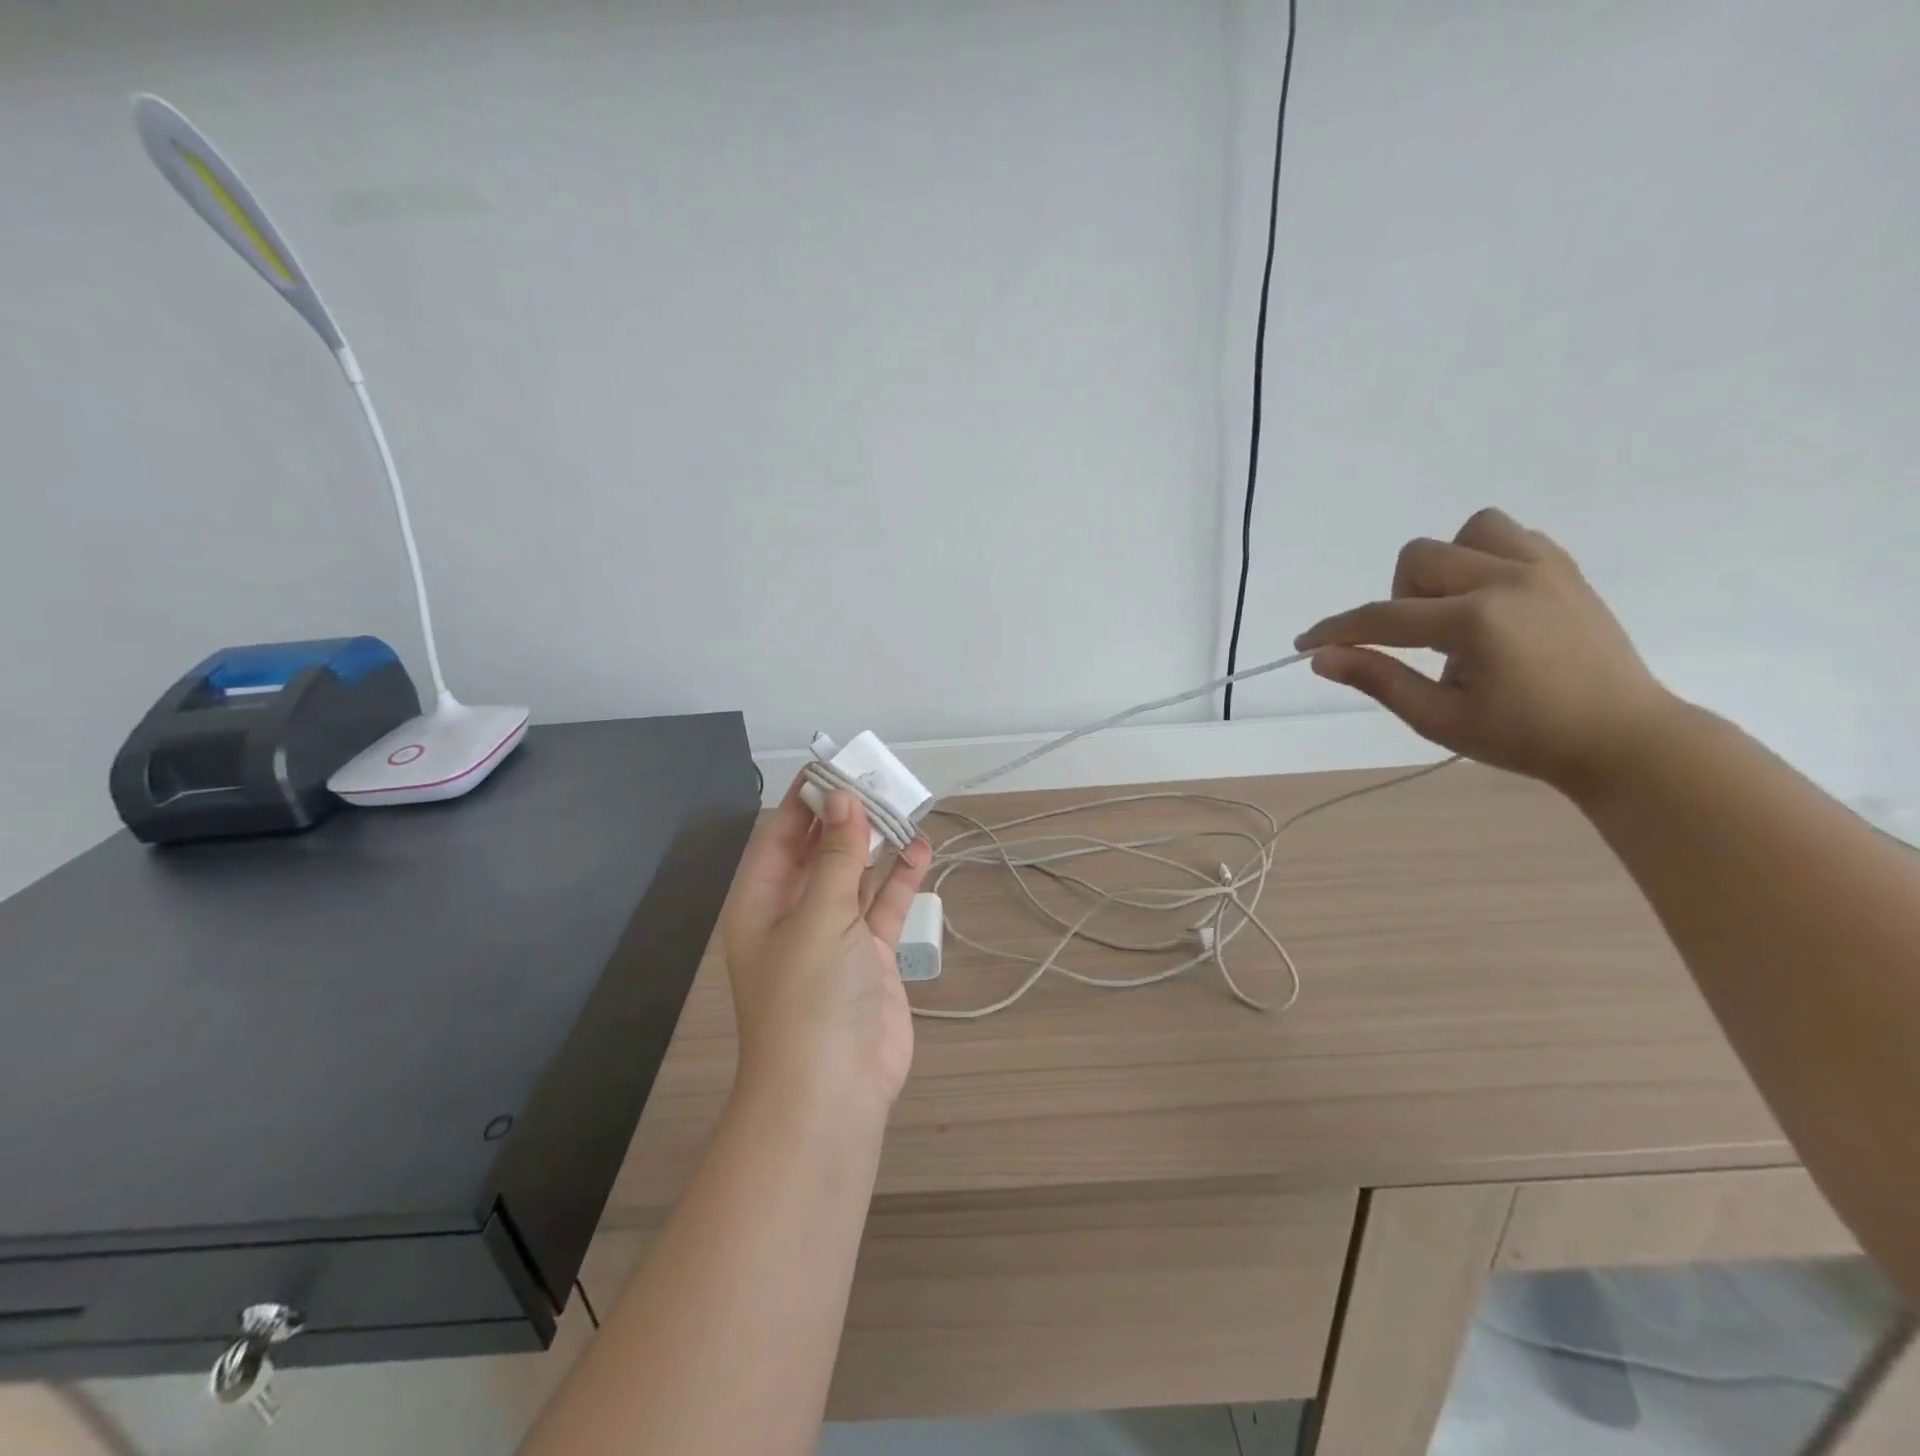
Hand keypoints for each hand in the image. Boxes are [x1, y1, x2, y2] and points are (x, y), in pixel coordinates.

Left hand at [719, 778, 931, 1115]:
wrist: (834, 1090)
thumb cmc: (810, 995)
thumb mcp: (819, 916)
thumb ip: (835, 856)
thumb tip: (844, 798)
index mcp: (762, 899)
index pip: (782, 833)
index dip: (808, 797)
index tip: (839, 763)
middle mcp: (794, 911)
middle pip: (821, 849)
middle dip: (849, 815)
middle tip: (881, 778)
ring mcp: (834, 934)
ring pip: (856, 874)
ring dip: (878, 843)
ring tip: (906, 805)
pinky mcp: (869, 955)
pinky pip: (883, 905)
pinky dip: (900, 879)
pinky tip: (921, 850)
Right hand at [1295, 508, 1676, 796]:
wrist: (1622, 738)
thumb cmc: (1524, 737)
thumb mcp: (1438, 718)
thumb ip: (1378, 680)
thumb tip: (1322, 657)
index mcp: (1476, 621)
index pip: (1383, 616)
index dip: (1337, 630)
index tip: (1306, 643)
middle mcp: (1509, 579)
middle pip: (1420, 556)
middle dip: (1399, 597)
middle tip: (1416, 641)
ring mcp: (1545, 568)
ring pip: (1470, 531)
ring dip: (1446, 566)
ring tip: (1454, 611)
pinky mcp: (1567, 570)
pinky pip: (1514, 536)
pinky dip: (1486, 559)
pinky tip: (1490, 602)